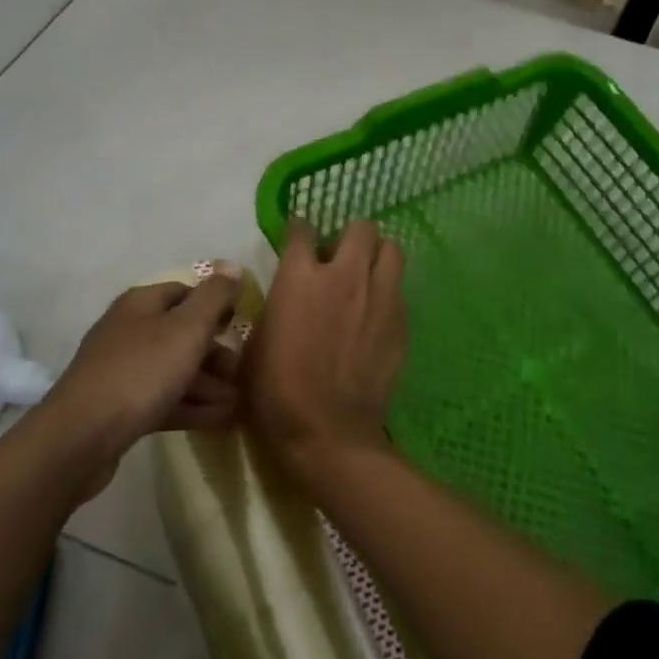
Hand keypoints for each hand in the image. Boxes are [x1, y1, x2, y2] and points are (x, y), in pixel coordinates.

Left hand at [35, 273, 242, 487]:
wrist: (82, 436)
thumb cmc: (140, 371)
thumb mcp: (186, 328)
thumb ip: (213, 297)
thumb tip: (233, 264)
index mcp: (141, 304)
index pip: (186, 292)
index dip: (216, 305)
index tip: (243, 325)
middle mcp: (130, 331)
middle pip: (182, 334)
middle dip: (216, 352)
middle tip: (244, 372)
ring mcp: (123, 370)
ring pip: (175, 370)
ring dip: (209, 384)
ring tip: (240, 402)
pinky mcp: (121, 407)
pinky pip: (165, 400)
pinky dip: (193, 407)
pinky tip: (222, 420)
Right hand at [244, 217, 406, 480]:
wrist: (327, 430)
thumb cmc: (277, 389)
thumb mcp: (257, 341)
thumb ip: (276, 306)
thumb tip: (286, 296)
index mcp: (300, 277)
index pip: (302, 229)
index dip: (299, 229)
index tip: (299, 236)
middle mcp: (345, 275)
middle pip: (361, 227)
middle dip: (350, 236)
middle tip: (339, 258)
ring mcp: (379, 297)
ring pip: (392, 250)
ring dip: (377, 256)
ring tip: (366, 276)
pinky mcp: (401, 322)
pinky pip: (399, 292)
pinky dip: (387, 294)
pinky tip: (376, 316)